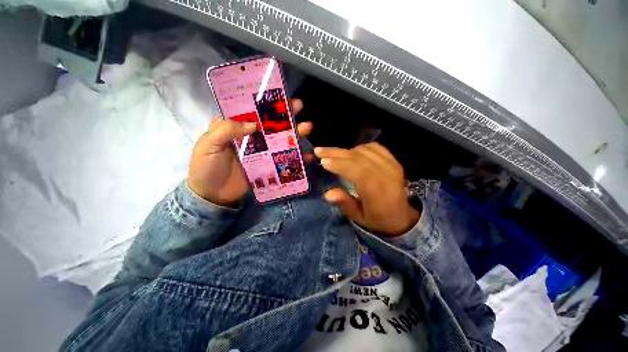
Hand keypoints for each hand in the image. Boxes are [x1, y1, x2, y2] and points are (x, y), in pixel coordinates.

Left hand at [188, 99, 311, 205]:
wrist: (213, 195)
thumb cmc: (206, 167)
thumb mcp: (209, 144)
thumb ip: (227, 130)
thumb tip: (254, 123)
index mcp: (235, 127)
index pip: (251, 110)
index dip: (265, 102)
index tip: (280, 95)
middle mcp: (250, 136)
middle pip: (270, 123)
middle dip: (285, 115)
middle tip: (299, 107)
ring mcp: (261, 151)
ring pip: (279, 139)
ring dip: (294, 133)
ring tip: (307, 127)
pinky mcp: (267, 165)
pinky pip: (282, 159)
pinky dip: (295, 158)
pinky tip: (307, 156)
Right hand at [314, 142, 419, 235]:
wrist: (403, 217)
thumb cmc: (378, 219)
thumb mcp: (359, 218)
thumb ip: (345, 203)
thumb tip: (328, 193)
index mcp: (376, 190)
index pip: (356, 170)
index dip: (338, 164)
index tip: (323, 160)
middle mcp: (385, 174)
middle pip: (358, 157)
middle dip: (336, 153)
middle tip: (319, 151)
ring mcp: (392, 165)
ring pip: (364, 150)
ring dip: (346, 151)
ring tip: (333, 154)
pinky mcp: (394, 161)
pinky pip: (375, 147)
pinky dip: (360, 147)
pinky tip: (351, 152)